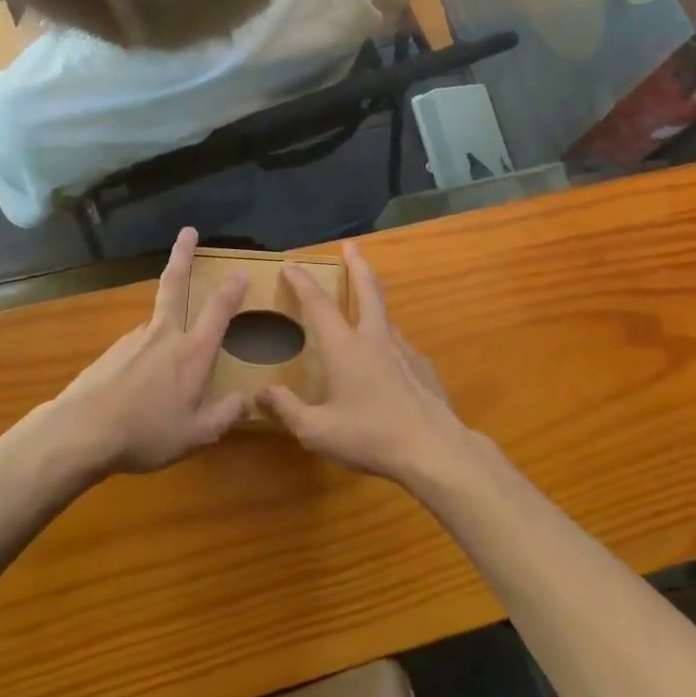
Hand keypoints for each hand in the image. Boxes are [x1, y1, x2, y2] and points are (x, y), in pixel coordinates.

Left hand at [53, 228, 249, 474]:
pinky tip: (139, 387)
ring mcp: (134, 339)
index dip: (232, 289)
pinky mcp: (111, 352)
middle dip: (183, 255)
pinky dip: (145, 357)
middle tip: (187, 231)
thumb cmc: (147, 432)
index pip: (218, 310)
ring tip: (166, 375)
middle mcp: (164, 335)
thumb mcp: (196, 434)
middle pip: (175, 284)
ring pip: (156, 322)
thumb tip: (245, 401)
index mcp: (192, 352)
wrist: (82, 431)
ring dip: (166, 327)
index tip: (241, 271)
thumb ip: (224, 415)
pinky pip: (137, 348)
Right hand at [258, 242, 478, 488]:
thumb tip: (261, 393)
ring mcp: (404, 351)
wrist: (434, 450)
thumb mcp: (318, 432)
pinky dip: (388, 342)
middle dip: (357, 265)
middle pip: (367, 290)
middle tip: (352, 246)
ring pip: (386, 317)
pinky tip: (388, 362)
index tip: (291, 265)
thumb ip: (288, 410)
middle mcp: (375, 339)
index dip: (303, 282)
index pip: (319, 304)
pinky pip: (400, 346)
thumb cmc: (370, 437)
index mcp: (345, 348)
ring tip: (366, 305)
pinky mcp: (424, 368)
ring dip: (374, 302)